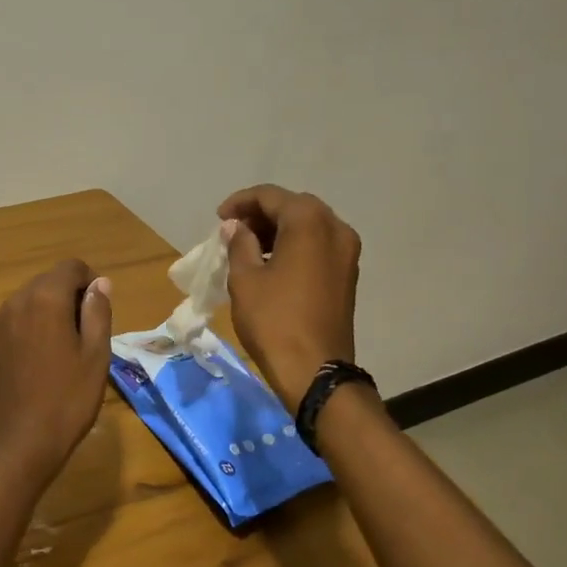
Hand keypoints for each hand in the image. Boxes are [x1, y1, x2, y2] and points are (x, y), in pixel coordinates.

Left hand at [0, 260, 113, 483]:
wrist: (23, 444)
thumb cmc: (69, 398)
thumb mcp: (96, 354)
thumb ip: (97, 311)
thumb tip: (99, 283)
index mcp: (45, 299)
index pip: (70, 267)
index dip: (90, 281)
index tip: (98, 309)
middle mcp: (14, 304)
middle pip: (45, 283)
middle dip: (67, 296)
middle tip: (83, 333)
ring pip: (26, 304)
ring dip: (45, 314)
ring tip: (60, 351)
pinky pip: (10, 327)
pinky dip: (26, 333)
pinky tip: (36, 366)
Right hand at [218, 185, 361, 410]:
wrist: (315, 370)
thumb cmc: (274, 320)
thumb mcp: (245, 278)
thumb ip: (239, 243)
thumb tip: (236, 227)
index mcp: (309, 222)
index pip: (270, 196)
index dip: (240, 202)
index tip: (218, 219)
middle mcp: (335, 228)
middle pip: (293, 206)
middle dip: (261, 214)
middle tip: (233, 231)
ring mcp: (346, 251)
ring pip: (308, 225)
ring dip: (278, 229)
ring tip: (248, 247)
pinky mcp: (347, 273)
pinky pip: (318, 245)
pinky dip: (294, 245)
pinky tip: (272, 263)